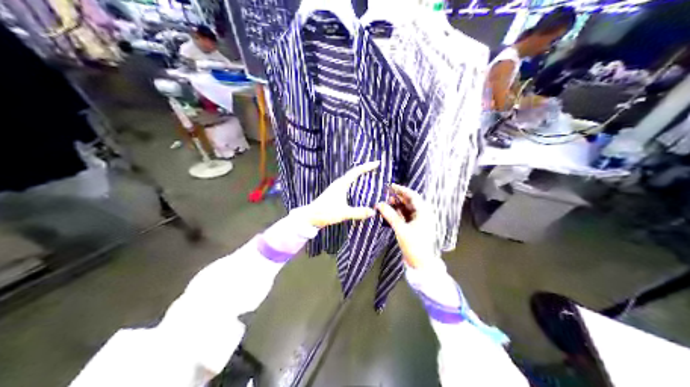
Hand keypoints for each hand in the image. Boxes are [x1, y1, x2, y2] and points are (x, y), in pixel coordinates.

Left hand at [300, 161, 378, 228]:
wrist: (310, 217)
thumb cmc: (325, 213)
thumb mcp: (343, 213)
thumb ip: (358, 212)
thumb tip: (373, 211)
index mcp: (341, 184)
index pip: (356, 171)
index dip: (367, 166)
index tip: (377, 163)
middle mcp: (339, 184)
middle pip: (354, 172)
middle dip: (365, 169)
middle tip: (376, 168)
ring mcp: (336, 188)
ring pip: (351, 178)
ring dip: (360, 175)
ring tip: (370, 175)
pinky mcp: (335, 193)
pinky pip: (348, 184)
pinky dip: (356, 182)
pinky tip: (359, 188)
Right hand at [376, 184, 435, 268]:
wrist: (421, 263)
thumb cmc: (413, 245)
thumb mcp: (400, 229)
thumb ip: (390, 215)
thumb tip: (379, 204)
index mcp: (424, 212)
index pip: (412, 196)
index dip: (401, 190)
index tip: (391, 186)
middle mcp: (423, 214)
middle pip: (410, 202)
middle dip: (398, 197)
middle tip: (386, 194)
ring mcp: (420, 221)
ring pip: (408, 209)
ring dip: (398, 205)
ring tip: (386, 203)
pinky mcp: (416, 228)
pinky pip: (407, 216)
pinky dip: (399, 213)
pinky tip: (390, 213)